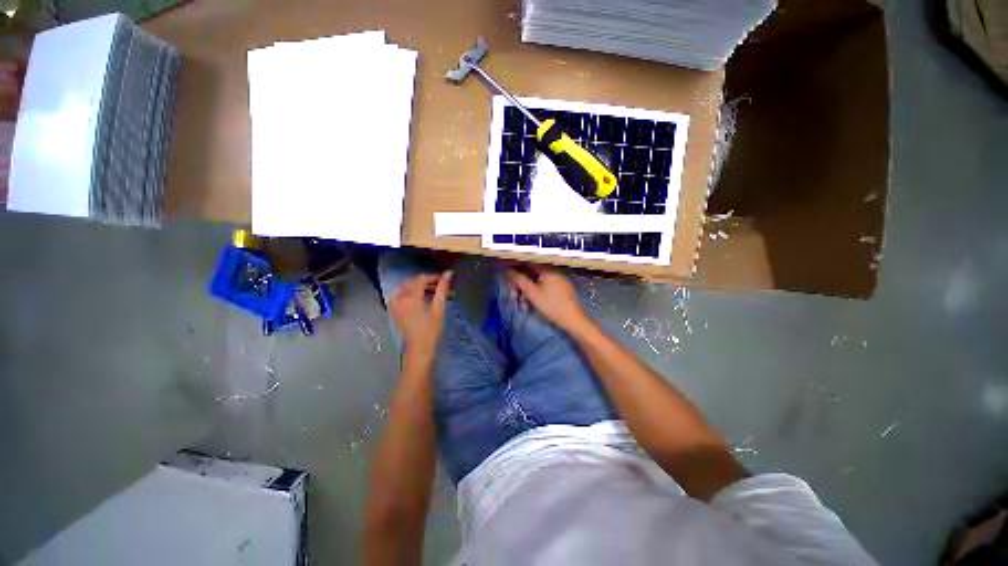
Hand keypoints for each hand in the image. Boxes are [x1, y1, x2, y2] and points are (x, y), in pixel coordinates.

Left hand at [389, 271, 452, 358]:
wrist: (419, 348)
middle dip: (427, 282)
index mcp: (411, 296)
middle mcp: (399, 297)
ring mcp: (393, 303)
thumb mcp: (439, 307)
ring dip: (418, 287)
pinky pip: (399, 295)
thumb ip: (443, 288)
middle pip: (413, 282)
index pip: (421, 279)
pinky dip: (409, 293)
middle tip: (440, 286)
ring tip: (431, 292)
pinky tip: (418, 298)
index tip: (445, 279)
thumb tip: (449, 273)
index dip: (434, 277)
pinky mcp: (392, 309)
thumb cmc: (431, 328)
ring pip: (406, 287)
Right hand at [507, 265, 588, 330]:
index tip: (506, 275)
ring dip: (527, 291)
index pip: (527, 262)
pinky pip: (544, 286)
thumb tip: (507, 269)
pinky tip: (531, 305)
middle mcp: (553, 270)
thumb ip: (518, 279)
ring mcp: (558, 279)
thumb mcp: (532, 293)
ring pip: (537, 281)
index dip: (515, 267)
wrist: (573, 320)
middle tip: (513, 296)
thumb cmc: (551, 306)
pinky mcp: (561, 288)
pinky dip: (536, 293)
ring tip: (523, 305)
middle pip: (531, 273)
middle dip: (520, 284)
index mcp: (547, 268)